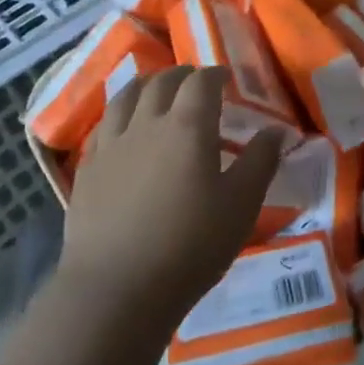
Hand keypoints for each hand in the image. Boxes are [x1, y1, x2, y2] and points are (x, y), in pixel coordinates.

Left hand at [60, 67, 285, 328]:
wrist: (117, 289)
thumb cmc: (190, 246)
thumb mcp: (241, 206)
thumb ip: (260, 162)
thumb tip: (275, 130)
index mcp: (187, 126)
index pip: (202, 82)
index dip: (216, 74)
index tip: (227, 78)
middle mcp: (146, 124)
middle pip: (161, 82)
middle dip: (182, 75)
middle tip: (195, 81)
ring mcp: (111, 145)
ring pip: (125, 97)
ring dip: (145, 85)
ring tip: (155, 89)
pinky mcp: (88, 170)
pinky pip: (102, 126)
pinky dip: (118, 114)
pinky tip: (122, 127)